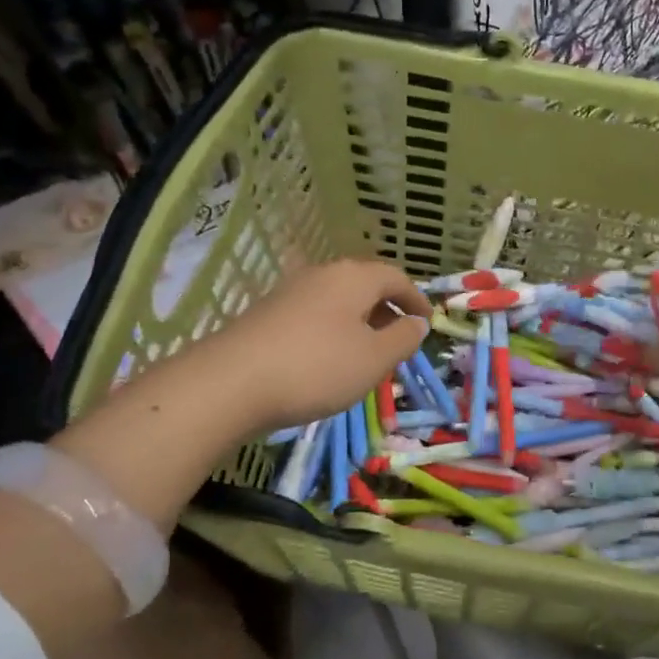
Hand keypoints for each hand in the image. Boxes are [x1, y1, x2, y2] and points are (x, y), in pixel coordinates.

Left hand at [211, 258, 432, 432]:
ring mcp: (290, 292)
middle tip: (400, 340)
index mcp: (354, 277)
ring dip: (360, 322)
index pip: (397, 278)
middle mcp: (322, 274)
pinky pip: (315, 315)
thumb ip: (403, 338)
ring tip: (367, 354)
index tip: (428, 323)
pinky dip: (333, 331)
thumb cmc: (317, 367)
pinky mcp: (268, 314)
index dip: (417, 300)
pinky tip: (329, 360)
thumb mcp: (374, 359)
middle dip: (387, 310)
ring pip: (338, 301)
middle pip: (365, 285)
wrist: (231, 383)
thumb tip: (417, 323)